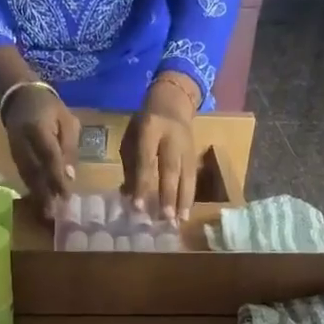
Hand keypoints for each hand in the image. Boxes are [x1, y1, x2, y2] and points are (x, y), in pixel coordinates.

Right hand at [1, 84, 79, 218]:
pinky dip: (32, 188)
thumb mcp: (67, 121)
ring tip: (47, 213)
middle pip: (34, 170)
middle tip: (54, 214)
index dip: (57, 177)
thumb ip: (69, 147)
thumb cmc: (49, 108)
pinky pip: (23, 174)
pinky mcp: (13, 155)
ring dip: (37, 195)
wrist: (19, 96)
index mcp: (37, 128)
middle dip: (45, 193)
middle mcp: (22, 141)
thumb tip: (70, 177)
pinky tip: (39, 200)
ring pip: (27, 175)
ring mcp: (15, 149)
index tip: (65, 196)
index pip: (49, 156)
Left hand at [122, 78, 198, 222]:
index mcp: (149, 129)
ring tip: (179, 221)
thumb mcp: (130, 138)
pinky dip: (189, 197)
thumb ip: (130, 166)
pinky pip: (192, 178)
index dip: (143, 183)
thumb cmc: (144, 124)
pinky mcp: (195, 154)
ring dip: (183, 201)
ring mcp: (187, 146)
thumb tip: (128, 196)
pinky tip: (185, 214)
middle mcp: (171, 138)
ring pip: (186, 175)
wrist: (173, 101)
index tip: (138, 206)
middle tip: (164, 218)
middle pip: (170, 169)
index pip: (146, 160)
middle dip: (167, 195)